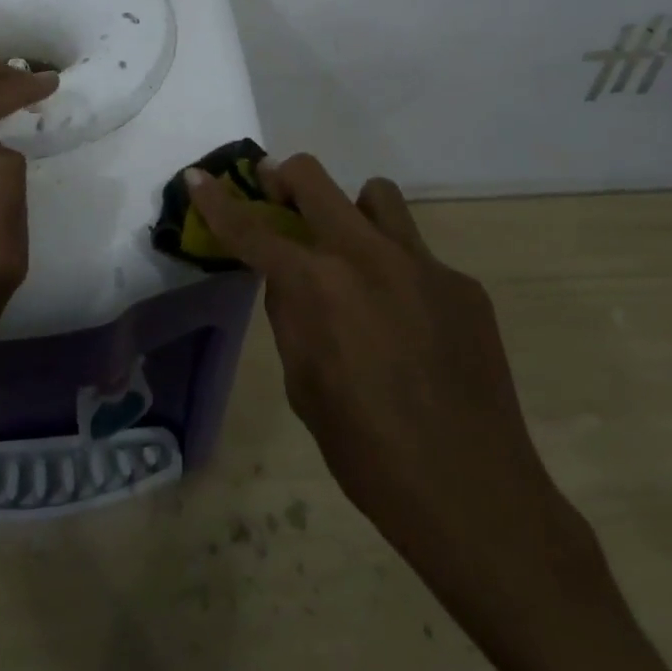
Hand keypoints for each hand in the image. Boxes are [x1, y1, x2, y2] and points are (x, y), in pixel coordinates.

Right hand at [186, 155, 563, 557]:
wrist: (473, 494)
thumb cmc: (369, 454)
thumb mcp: (304, 388)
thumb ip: (292, 318)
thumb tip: (291, 281)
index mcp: (319, 288)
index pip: (253, 231)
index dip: (218, 202)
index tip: (198, 176)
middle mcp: (368, 256)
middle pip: (315, 179)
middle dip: (284, 177)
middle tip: (277, 194)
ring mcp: (423, 263)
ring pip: (377, 196)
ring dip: (352, 213)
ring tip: (353, 257)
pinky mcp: (463, 283)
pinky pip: (418, 256)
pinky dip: (399, 273)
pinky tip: (410, 326)